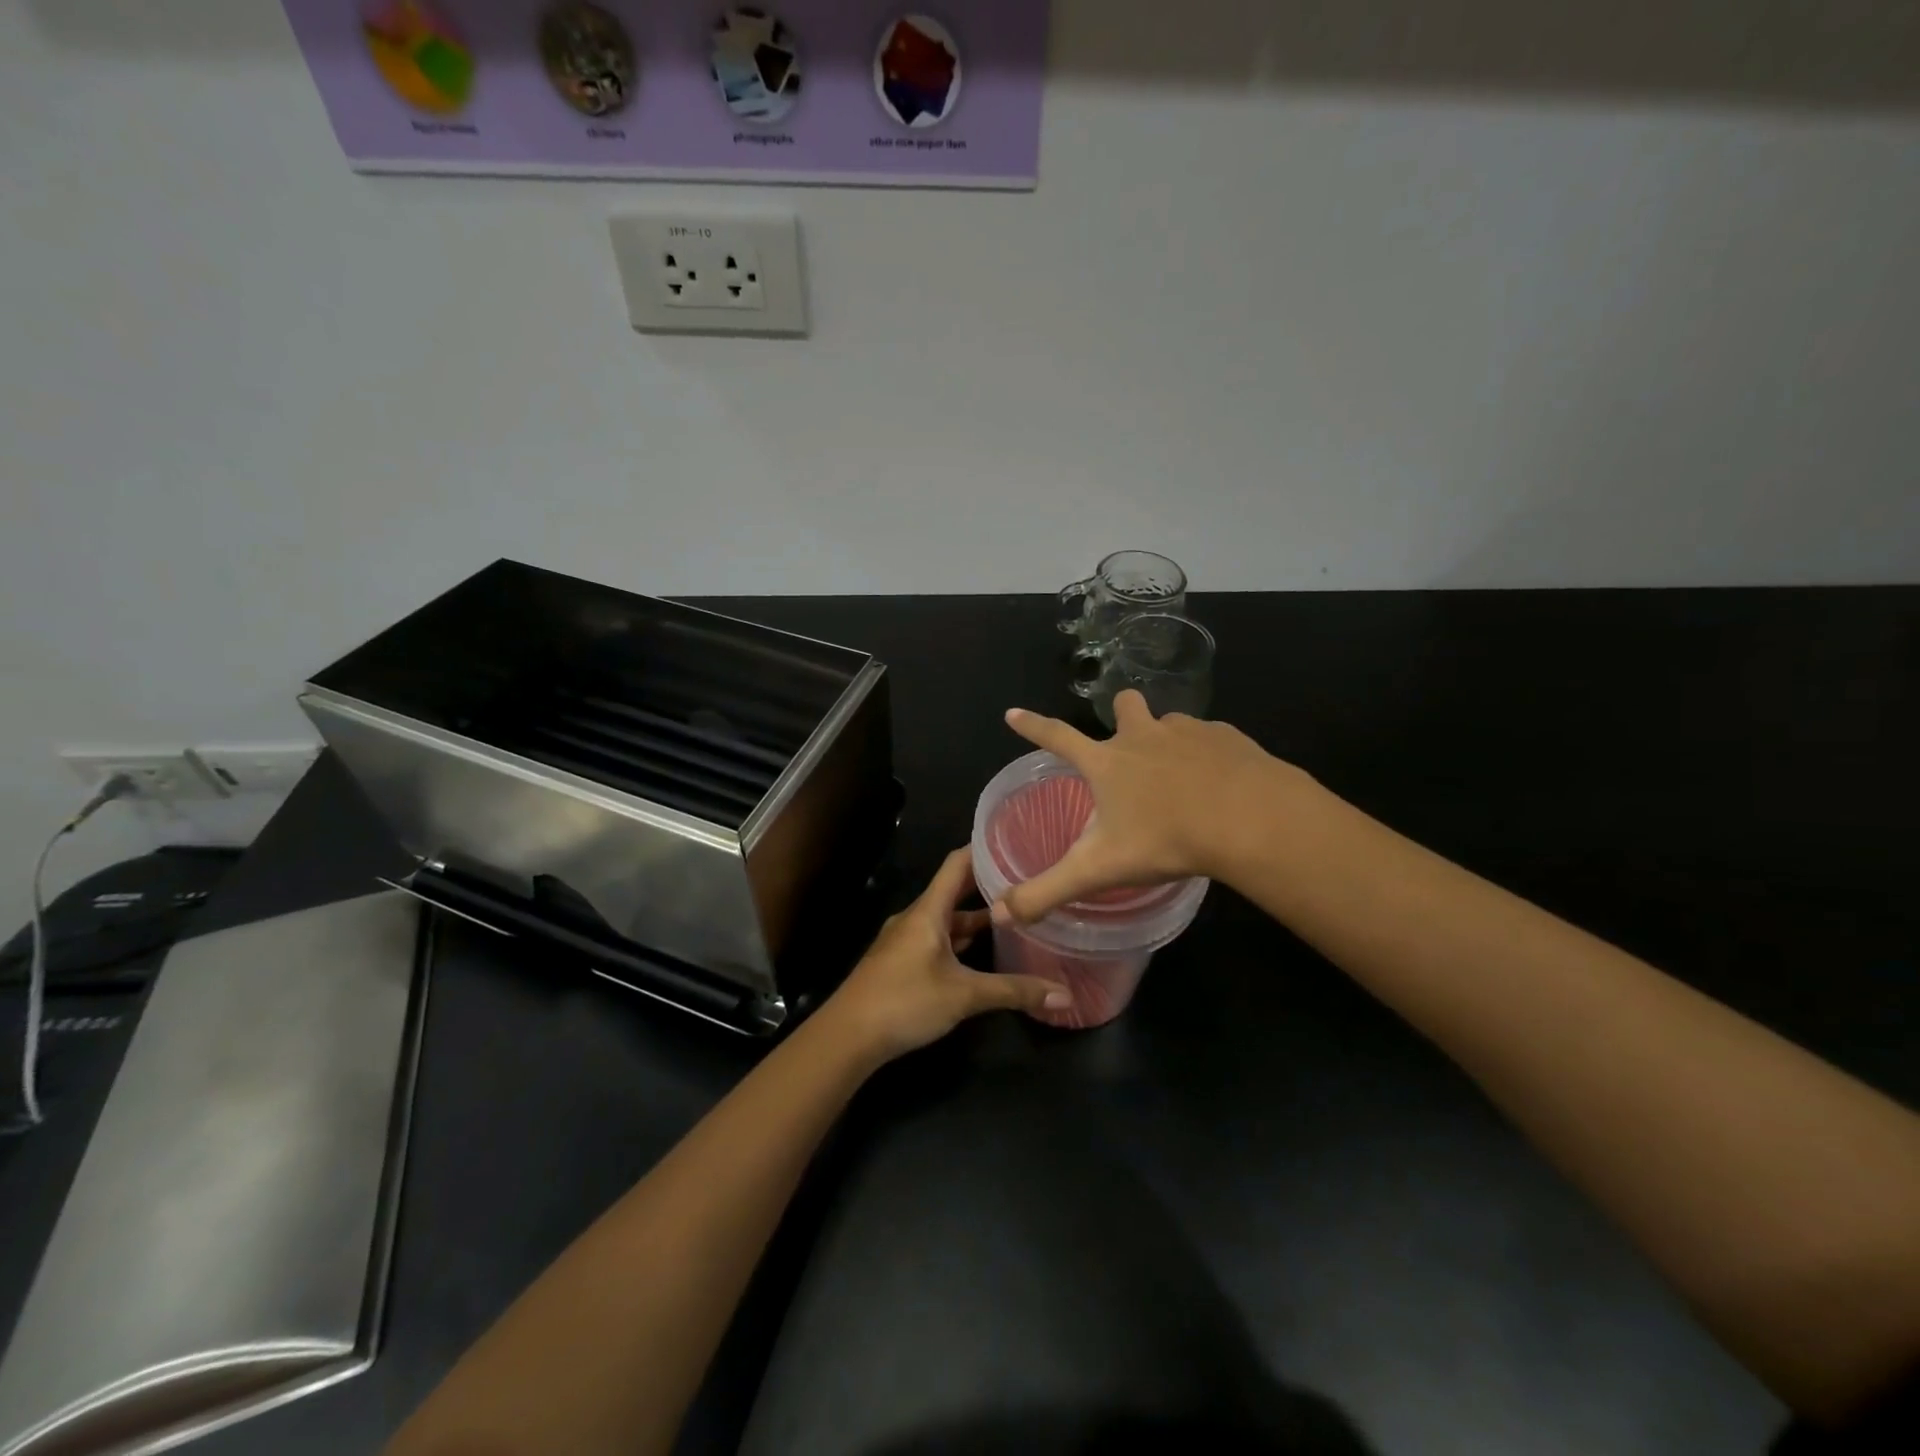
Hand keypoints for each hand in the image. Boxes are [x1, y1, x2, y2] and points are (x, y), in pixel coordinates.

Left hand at [821, 848, 1070, 1064]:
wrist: (847, 1036)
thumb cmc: (905, 1001)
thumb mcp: (964, 995)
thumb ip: (1014, 991)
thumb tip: (1064, 995)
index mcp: (928, 911)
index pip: (957, 863)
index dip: (984, 849)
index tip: (1016, 841)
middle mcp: (916, 917)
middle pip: (954, 890)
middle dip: (987, 884)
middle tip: (1025, 879)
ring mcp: (905, 940)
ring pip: (945, 918)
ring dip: (974, 916)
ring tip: (1012, 914)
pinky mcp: (901, 962)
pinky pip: (936, 938)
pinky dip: (960, 938)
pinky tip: (980, 951)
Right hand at [995, 690, 1308, 923]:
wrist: (1249, 819)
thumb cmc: (1165, 839)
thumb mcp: (1099, 870)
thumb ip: (1047, 892)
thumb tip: (1000, 914)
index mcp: (1107, 761)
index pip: (1057, 737)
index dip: (1032, 726)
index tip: (1013, 713)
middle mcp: (1143, 735)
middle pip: (1124, 705)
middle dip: (1122, 714)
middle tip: (1129, 743)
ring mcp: (1188, 731)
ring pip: (1171, 723)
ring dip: (1169, 739)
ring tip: (1182, 776)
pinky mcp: (1228, 737)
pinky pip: (1212, 738)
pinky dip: (1210, 754)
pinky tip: (1221, 783)